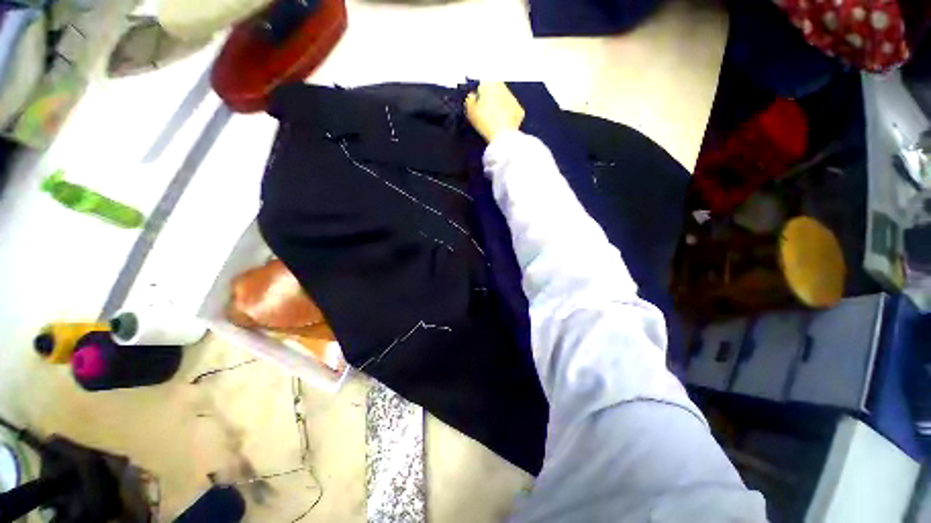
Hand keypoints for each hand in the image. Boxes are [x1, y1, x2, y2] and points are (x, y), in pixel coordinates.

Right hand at [464, 82, 524, 142]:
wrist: (502, 135)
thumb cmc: (484, 120)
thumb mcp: (469, 110)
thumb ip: (469, 98)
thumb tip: (473, 96)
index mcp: (490, 83)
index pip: (482, 82)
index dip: (478, 93)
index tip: (477, 104)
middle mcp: (504, 86)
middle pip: (494, 90)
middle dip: (490, 98)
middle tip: (484, 113)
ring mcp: (514, 99)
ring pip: (504, 99)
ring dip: (499, 106)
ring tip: (493, 120)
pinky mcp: (520, 111)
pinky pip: (511, 110)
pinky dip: (507, 115)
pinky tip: (501, 124)